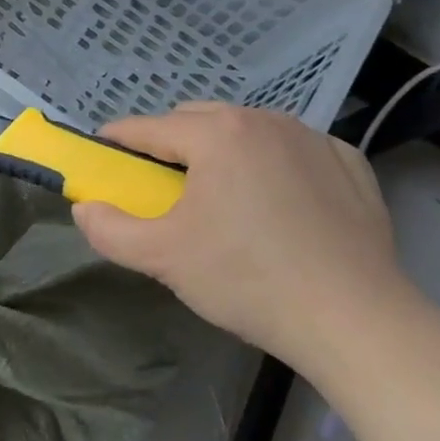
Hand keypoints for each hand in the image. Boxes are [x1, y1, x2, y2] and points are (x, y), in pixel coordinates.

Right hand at [71, 103, 418, 378]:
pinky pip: (295, 149)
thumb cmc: (248, 280)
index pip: (148, 127)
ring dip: (223, 151)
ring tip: (225, 198)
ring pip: (247, 130)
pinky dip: (275, 164)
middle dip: (171, 144)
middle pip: (197, 119)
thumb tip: (84, 208)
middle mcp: (263, 120)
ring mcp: (312, 138)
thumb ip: (110, 230)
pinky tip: (281, 203)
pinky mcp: (350, 163)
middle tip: (165, 188)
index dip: (118, 141)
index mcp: (216, 134)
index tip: (104, 157)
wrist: (355, 320)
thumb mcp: (163, 258)